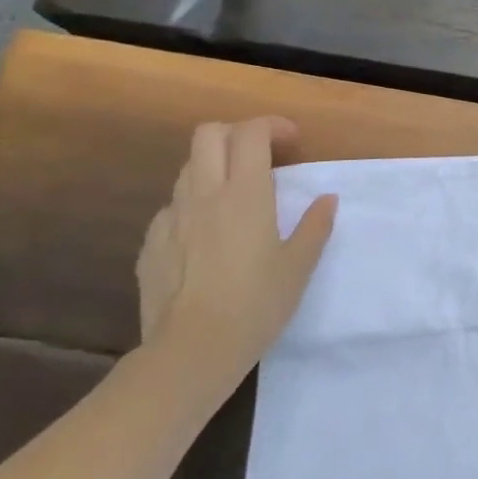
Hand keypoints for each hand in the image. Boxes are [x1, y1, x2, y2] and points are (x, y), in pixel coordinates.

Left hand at [135, 117, 336, 379]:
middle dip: (237, 134)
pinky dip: (193, 205)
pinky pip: (172, 207)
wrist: (191, 352)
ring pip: (188, 168)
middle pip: (208, 134)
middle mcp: (204, 195)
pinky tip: (207, 236)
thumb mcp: (299, 265)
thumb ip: (314, 225)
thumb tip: (326, 199)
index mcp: (245, 194)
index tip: (293, 143)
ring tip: (236, 195)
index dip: (273, 126)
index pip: (250, 133)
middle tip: (261, 157)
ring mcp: (171, 218)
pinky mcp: (151, 244)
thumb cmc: (256, 304)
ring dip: (214, 167)